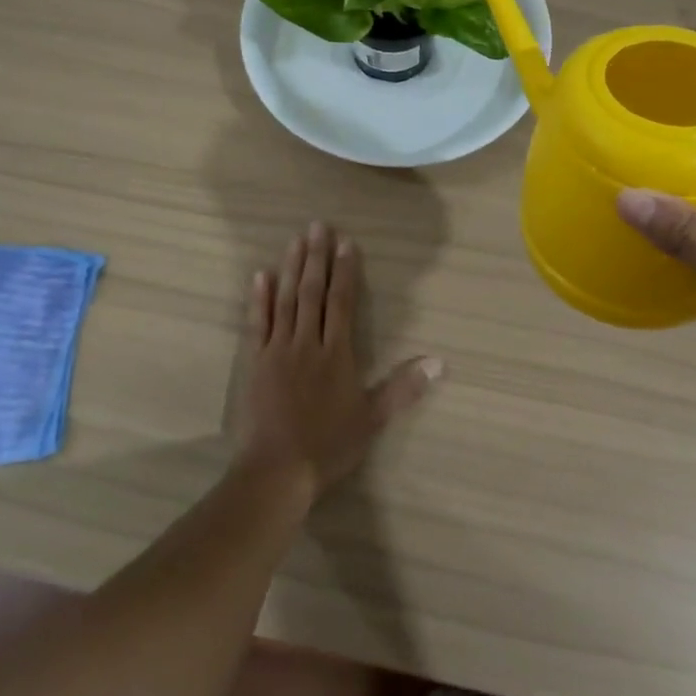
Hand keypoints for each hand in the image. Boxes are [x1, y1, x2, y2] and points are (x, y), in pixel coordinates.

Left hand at [235, 222, 443, 499]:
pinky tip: (260, 275)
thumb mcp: (372, 419)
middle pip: (313, 292)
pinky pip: (257, 323)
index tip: (346, 243)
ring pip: (286, 300)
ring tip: (295, 239)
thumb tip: (440, 362)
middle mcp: (308, 343)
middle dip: (317, 257)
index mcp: (337, 354)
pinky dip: (259, 298)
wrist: (276, 470)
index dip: (345, 272)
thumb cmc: (328, 445)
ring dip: (291, 268)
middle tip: (317, 225)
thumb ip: (403, 388)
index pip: (343, 303)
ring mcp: (278, 350)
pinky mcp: (255, 362)